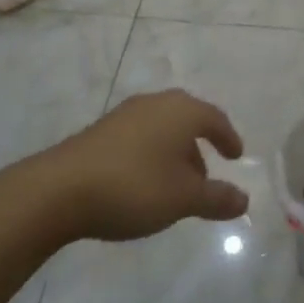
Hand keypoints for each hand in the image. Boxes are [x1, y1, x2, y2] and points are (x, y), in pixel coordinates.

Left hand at [46, 90, 249, 241]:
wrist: (59, 190)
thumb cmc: (134, 187)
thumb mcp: (183, 199)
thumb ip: (216, 198)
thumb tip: (244, 199)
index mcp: (182, 111)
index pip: (215, 119)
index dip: (228, 138)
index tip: (236, 156)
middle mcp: (157, 103)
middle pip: (187, 121)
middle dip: (199, 147)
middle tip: (206, 175)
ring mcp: (125, 114)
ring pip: (162, 129)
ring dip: (173, 153)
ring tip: (174, 187)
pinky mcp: (101, 130)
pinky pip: (139, 138)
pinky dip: (150, 155)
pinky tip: (143, 184)